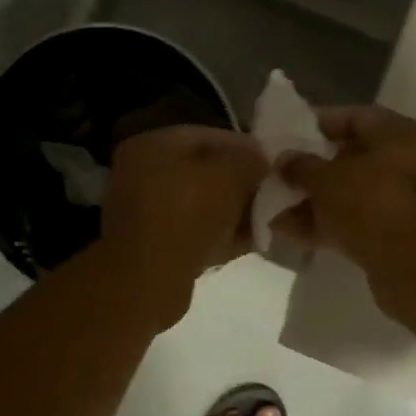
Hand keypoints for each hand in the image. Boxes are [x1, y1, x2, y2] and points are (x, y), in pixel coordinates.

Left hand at [100, 126, 268, 317]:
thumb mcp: (230, 174)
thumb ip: (250, 160)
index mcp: (151, 145)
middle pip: (204, 172)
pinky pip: (196, 233)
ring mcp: (146, 213)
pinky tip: (250, 241)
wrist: (149, 279)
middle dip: (241, 183)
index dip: (245, 147)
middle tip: (272, 194)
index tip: (273, 164)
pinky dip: (221, 236)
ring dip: (234, 211)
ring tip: (265, 219)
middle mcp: (142, 174)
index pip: (208, 136)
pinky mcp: (156, 247)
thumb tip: (260, 162)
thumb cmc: (187, 212)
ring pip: (202, 205)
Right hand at [272, 106, 415, 318]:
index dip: (318, 123)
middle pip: (351, 158)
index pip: (355, 117)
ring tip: (274, 209)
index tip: (287, 133)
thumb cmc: (374, 206)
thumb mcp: (327, 179)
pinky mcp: (394, 234)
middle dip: (311, 169)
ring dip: (312, 201)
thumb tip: (283, 160)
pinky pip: (354, 220)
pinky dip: (325, 224)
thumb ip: (300, 165)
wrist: (415, 269)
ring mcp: (403, 201)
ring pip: (349, 193)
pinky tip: (290, 233)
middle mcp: (408, 163)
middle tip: (278, 175)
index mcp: (402, 135)